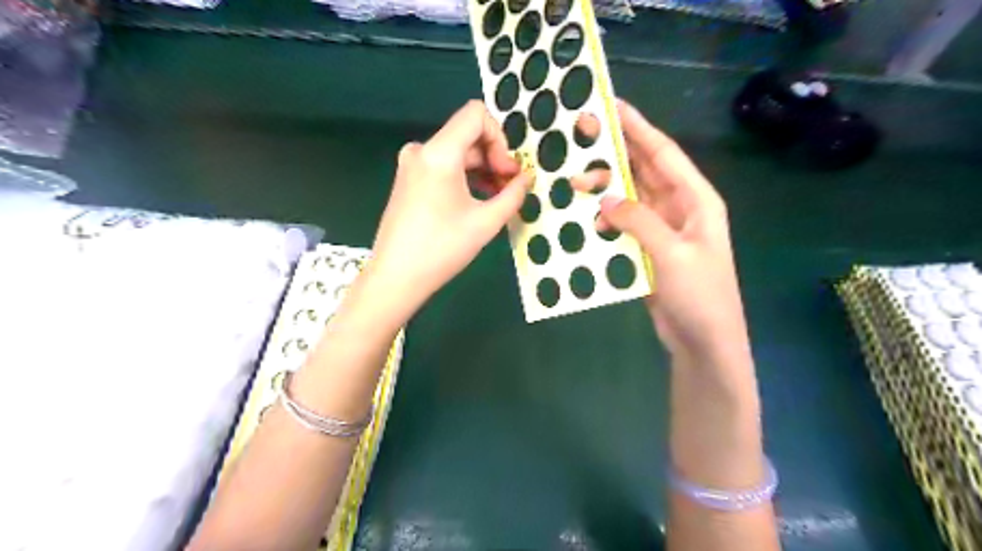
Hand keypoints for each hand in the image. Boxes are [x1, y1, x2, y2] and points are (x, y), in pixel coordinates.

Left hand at [367, 102, 534, 315]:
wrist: (396, 277)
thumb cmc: (442, 249)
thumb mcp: (486, 222)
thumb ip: (513, 194)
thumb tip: (527, 178)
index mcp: (439, 153)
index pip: (476, 115)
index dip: (500, 138)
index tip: (507, 171)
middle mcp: (422, 150)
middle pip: (468, 135)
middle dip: (494, 157)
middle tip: (510, 188)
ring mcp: (411, 165)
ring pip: (457, 152)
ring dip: (481, 170)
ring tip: (498, 199)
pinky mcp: (408, 180)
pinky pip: (443, 166)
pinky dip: (464, 177)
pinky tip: (477, 201)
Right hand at [573, 101, 749, 362]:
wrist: (703, 341)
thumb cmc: (700, 295)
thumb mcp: (672, 254)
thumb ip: (639, 221)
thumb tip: (604, 199)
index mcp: (696, 200)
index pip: (664, 154)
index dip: (639, 128)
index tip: (612, 106)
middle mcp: (678, 207)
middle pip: (644, 170)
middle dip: (615, 152)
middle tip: (580, 137)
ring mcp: (661, 229)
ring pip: (629, 197)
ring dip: (605, 188)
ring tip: (573, 181)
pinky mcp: (647, 249)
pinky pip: (623, 224)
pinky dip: (604, 218)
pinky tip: (584, 214)